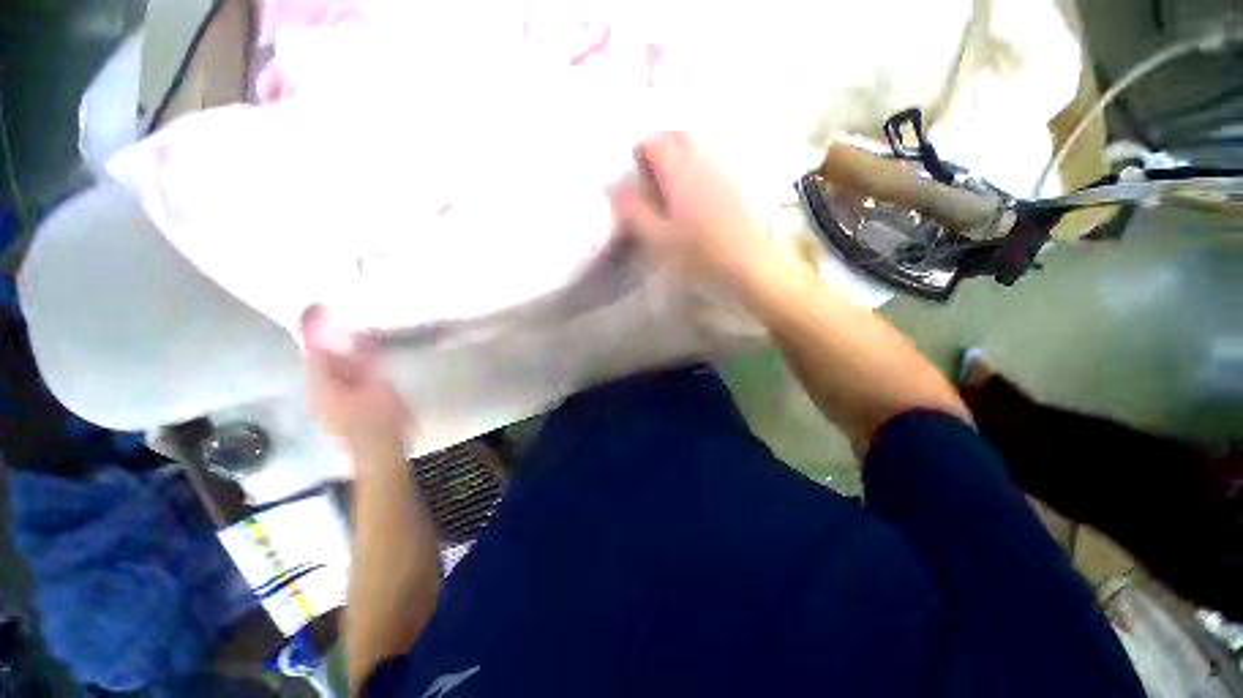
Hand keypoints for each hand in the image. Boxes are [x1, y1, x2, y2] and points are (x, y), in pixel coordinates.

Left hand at [300, 305, 410, 460]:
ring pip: (327, 373)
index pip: (315, 350)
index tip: (318, 306)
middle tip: (342, 323)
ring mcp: (325, 405)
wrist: (380, 454)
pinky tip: (360, 369)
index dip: (315, 328)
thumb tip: (357, 334)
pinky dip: (345, 371)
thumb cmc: (380, 419)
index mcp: (323, 384)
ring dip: (338, 357)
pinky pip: (336, 384)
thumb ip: (366, 359)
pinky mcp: (337, 412)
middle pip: (318, 361)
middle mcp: (317, 393)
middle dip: (328, 342)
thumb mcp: (378, 384)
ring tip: (356, 343)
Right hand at [610, 132, 772, 286]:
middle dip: (658, 151)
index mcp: (680, 171)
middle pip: (677, 138)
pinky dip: (692, 173)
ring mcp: (722, 173)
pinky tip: (689, 203)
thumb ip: (633, 210)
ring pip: (695, 151)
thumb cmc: (700, 256)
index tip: (631, 181)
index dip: (637, 155)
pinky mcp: (734, 188)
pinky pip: (708, 166)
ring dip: (675, 161)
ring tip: (665, 194)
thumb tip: (611, 185)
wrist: (750, 268)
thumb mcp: (658, 238)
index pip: (654, 142)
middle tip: (646, 181)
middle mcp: (703, 162)